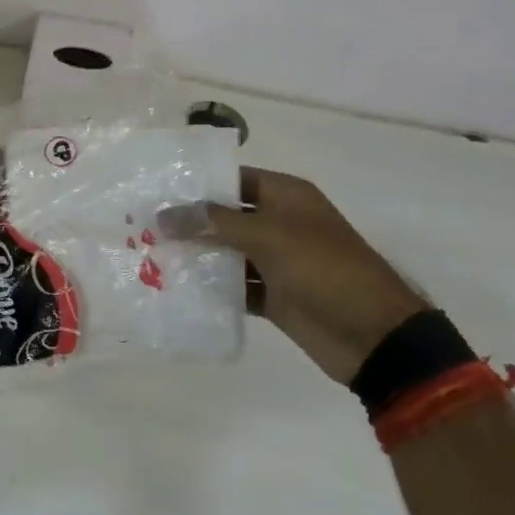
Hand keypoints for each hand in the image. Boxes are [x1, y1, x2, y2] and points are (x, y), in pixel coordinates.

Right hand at [162, 168, 425, 382]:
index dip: (198, 183)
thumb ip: (215, 222)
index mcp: (287, 196)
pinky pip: (236, 285)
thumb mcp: (269, 236)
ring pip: (227, 251)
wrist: (373, 336)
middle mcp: (280, 223)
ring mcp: (277, 261)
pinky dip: (212, 287)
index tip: (157, 189)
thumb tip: (165, 213)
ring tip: (149, 255)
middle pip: (226, 215)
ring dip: (197, 255)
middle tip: (142, 224)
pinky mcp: (273, 295)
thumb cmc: (324, 269)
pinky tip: (177, 288)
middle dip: (190, 221)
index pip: (234, 179)